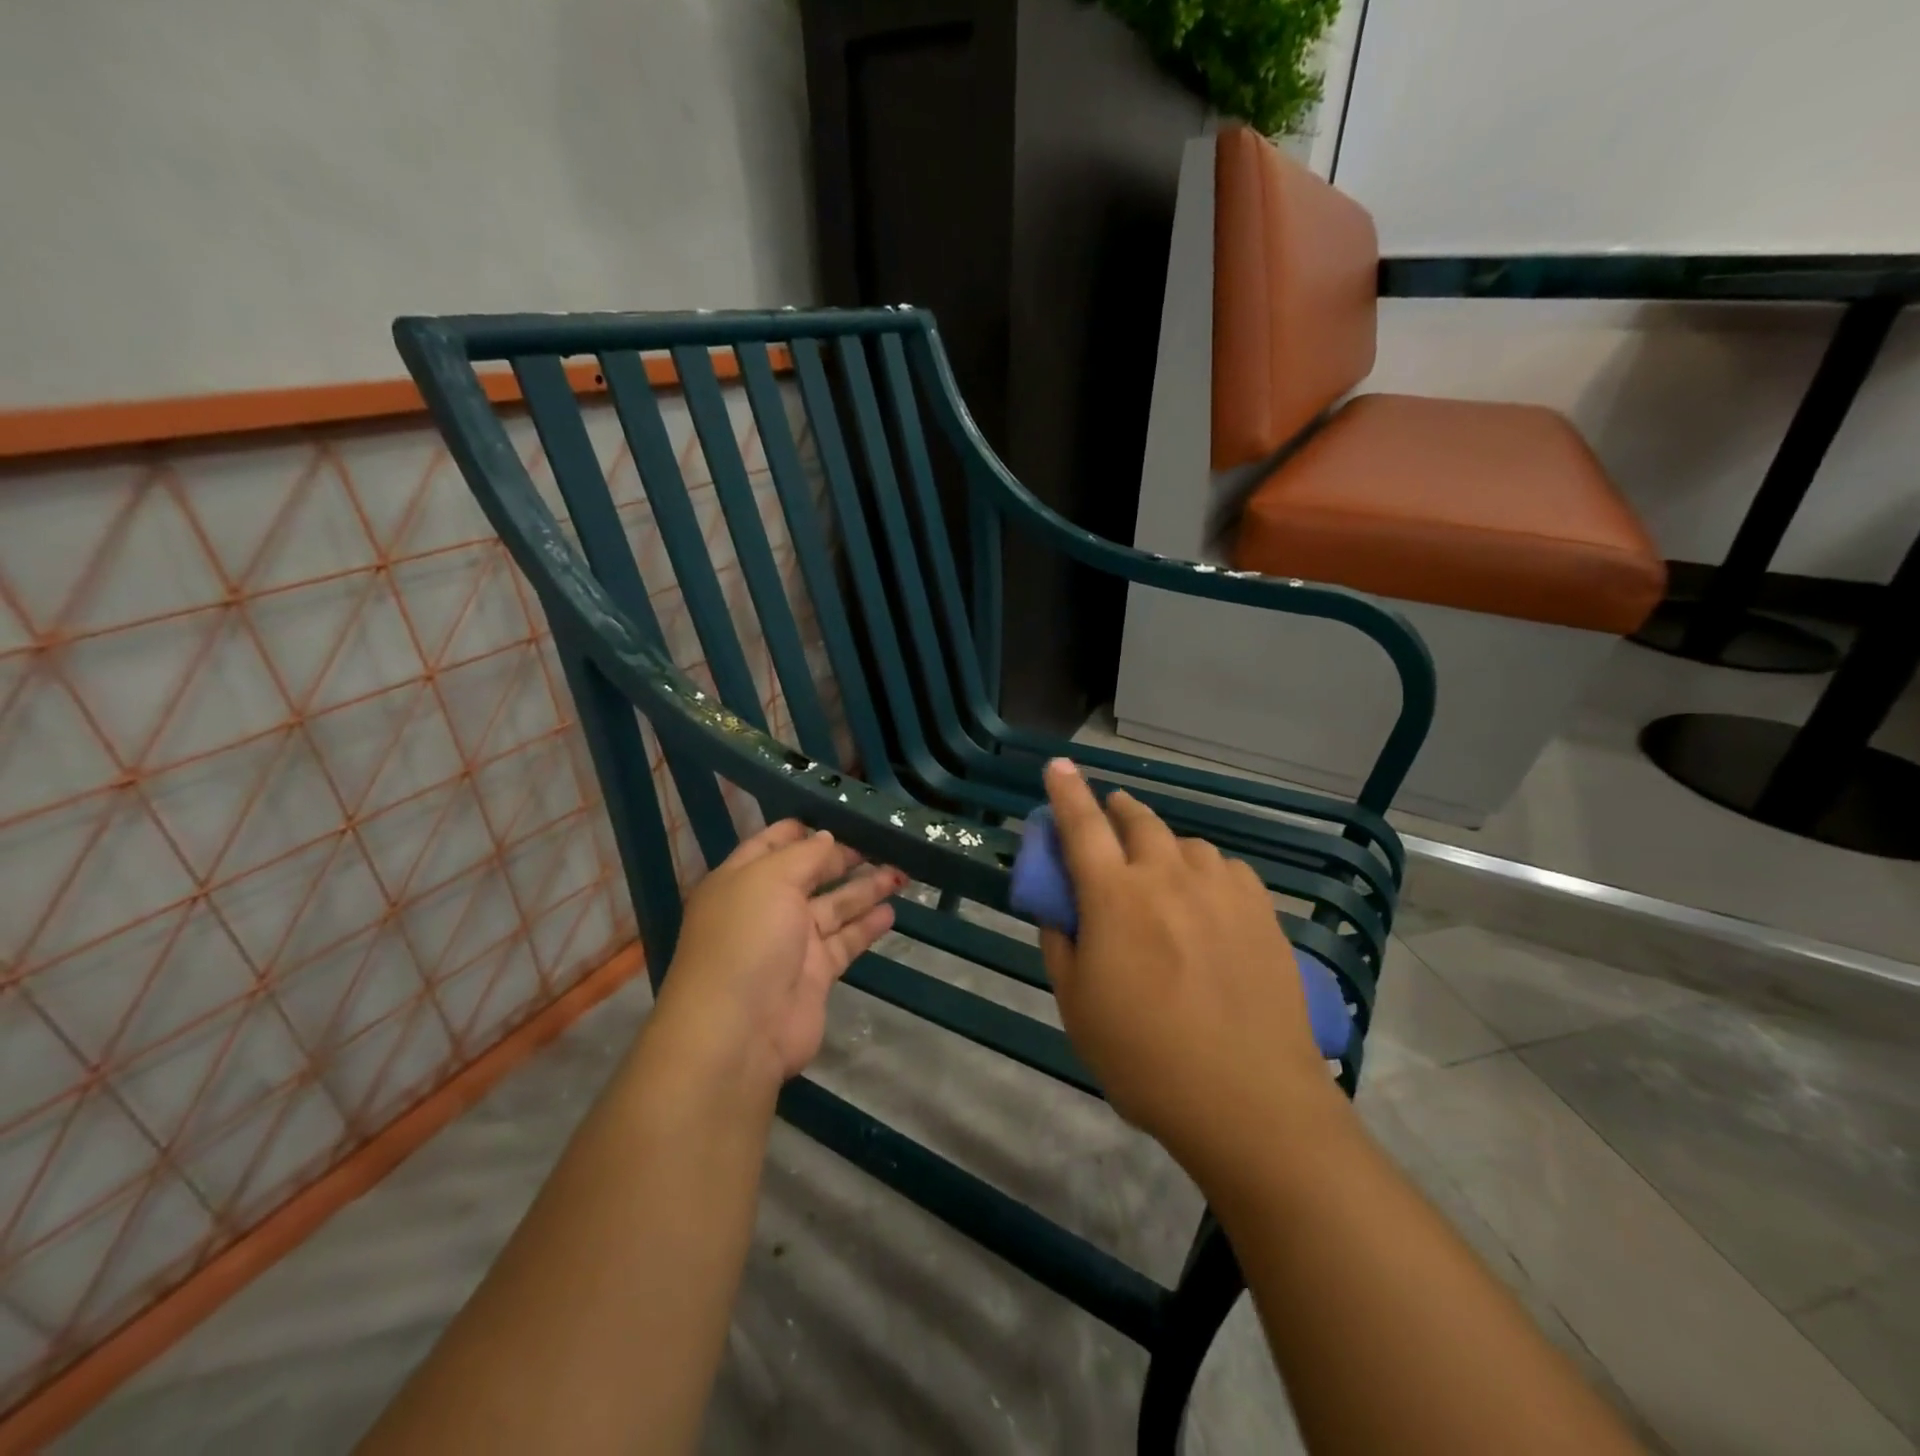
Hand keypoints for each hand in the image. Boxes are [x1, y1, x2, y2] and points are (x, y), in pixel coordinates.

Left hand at [648, 820, 905, 1090]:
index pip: (772, 844)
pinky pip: (845, 941)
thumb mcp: (770, 879)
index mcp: (741, 880)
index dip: (803, 830)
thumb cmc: (747, 939)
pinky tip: (891, 911)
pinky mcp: (815, 974)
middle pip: (809, 875)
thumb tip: (827, 838)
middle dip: (843, 858)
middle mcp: (765, 908)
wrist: (739, 1031)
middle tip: (882, 842)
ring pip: (834, 907)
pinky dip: (867, 926)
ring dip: (864, 889)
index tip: (839, 816)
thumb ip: (804, 855)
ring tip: (900, 872)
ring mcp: (791, 943)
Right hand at [1038, 759, 1335, 1177]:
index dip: (1065, 791)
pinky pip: (1225, 868)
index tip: (1058, 764)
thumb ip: (1061, 945)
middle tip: (1108, 818)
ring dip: (1162, 845)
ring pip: (1185, 843)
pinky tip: (1207, 900)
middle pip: (1137, 820)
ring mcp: (1221, 890)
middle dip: (1116, 810)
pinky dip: (1205, 870)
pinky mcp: (1261, 911)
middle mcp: (1168, 877)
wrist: (1250, 1100)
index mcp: (1115, 897)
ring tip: (1160, 873)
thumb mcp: (1077, 1007)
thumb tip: (1061, 911)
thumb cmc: (1146, 1059)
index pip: (1082, 826)